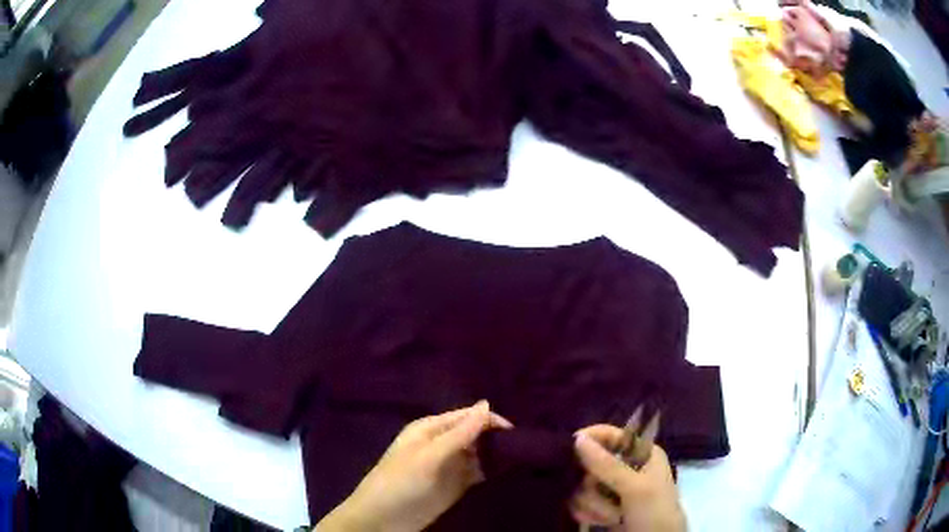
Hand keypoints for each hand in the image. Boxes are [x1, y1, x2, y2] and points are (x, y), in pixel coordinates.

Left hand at [314, 401, 512, 531]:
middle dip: (498, 438)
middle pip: (476, 434)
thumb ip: (459, 433)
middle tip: (526, 447)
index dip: (492, 422)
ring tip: (524, 458)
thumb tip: (487, 404)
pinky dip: (492, 471)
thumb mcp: (429, 456)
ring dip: (497, 454)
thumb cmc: (400, 483)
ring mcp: (449, 466)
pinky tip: (509, 472)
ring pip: (480, 453)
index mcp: (432, 429)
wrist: (382, 520)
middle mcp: (443, 443)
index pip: (469, 417)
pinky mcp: (455, 485)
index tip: (519, 434)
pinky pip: (478, 473)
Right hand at [570, 425, 685, 531]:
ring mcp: (612, 489)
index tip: (571, 446)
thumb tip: (577, 438)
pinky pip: (579, 504)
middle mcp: (625, 467)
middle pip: (590, 463)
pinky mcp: (601, 508)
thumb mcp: (635, 488)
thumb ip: (607, 465)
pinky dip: (588, 514)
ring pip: (582, 486)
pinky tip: (601, 523)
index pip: (611, 435)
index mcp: (642, 453)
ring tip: (612, 517)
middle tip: (604, 495)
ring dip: (594, 505)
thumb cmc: (655, 513)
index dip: (591, 437)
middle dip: (594, 484)